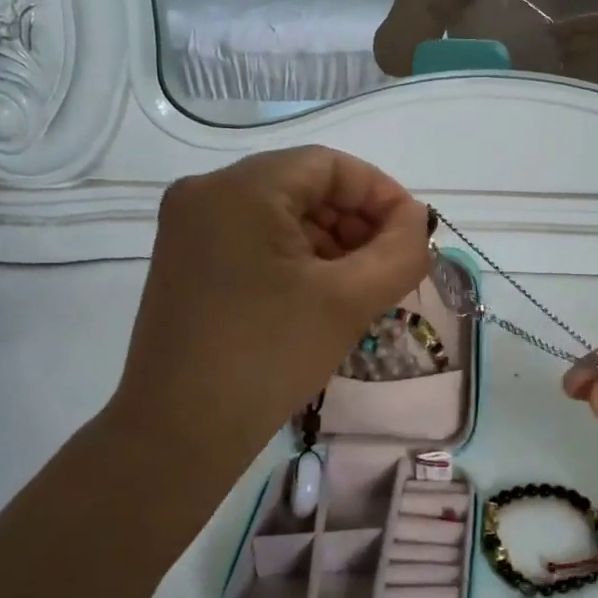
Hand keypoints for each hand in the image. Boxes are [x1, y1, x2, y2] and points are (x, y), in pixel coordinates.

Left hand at [112, 148, 430, 527]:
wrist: (180, 433)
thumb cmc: (269, 356)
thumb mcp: (350, 300)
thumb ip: (401, 251)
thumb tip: (417, 222)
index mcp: (239, 188)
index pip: (329, 164)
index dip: (380, 194)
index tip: (413, 235)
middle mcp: (206, 193)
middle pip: (303, 186)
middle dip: (356, 221)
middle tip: (391, 266)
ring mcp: (189, 228)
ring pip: (280, 214)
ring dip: (330, 242)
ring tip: (362, 287)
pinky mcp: (186, 261)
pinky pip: (255, 239)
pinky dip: (296, 258)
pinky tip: (322, 295)